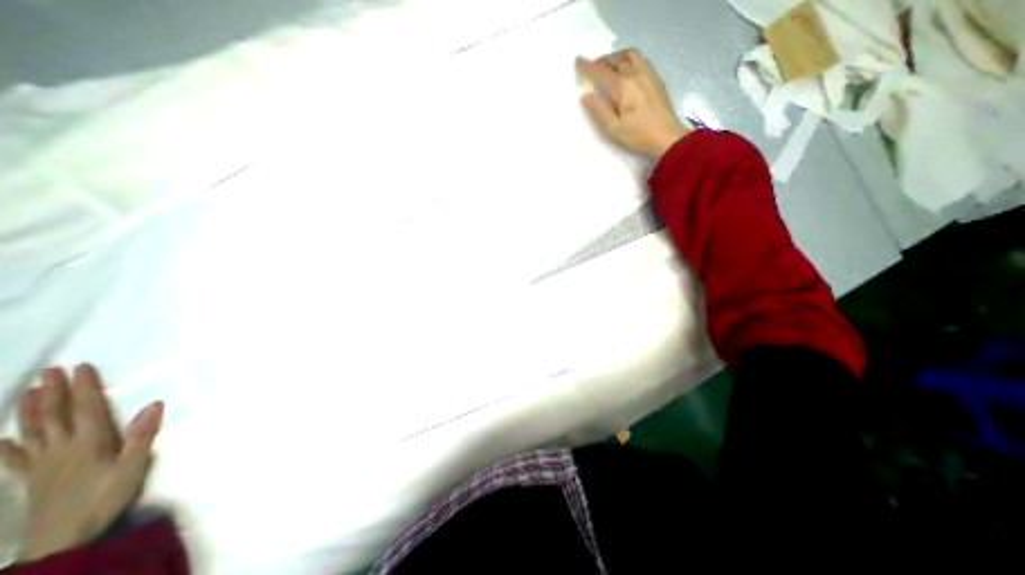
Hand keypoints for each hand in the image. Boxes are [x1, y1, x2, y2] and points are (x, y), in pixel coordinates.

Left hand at [1, 363, 162, 560]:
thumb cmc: (107, 496)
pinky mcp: (32, 477)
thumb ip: (143, 435)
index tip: (81, 367)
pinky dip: (6, 445)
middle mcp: (62, 448)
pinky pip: (16, 458)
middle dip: (52, 392)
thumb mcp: (134, 466)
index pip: (87, 408)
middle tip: (49, 371)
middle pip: (54, 416)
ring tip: (27, 391)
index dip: (84, 387)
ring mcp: (43, 463)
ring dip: (29, 409)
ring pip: (32, 431)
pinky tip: (1, 438)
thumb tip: (155, 403)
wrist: (64, 538)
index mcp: (89, 442)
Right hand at [574, 47, 691, 158]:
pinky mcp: (656, 79)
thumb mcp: (613, 128)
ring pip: (631, 55)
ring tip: (610, 68)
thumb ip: (598, 110)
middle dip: (602, 61)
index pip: (601, 72)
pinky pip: (641, 60)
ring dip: (617, 58)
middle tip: (593, 68)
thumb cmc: (638, 135)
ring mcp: (648, 74)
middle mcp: (636, 74)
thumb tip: (585, 96)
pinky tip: (627, 73)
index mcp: (623, 87)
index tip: (577, 62)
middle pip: (616, 58)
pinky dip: (629, 61)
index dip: (588, 67)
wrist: (667, 136)